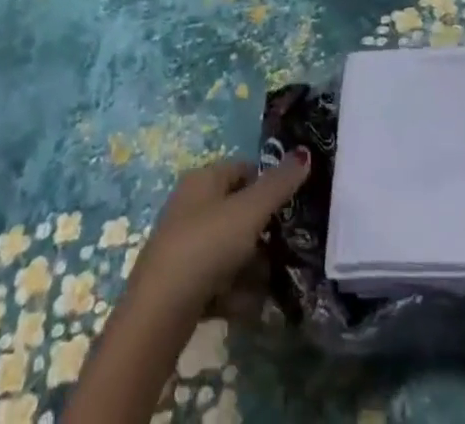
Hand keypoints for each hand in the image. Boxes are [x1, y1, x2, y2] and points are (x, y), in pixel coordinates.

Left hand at [128, 152, 311, 311]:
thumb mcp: (249, 211)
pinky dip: (235, 293)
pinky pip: (219, 282)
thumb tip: (305, 153)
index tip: (291, 206)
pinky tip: (247, 307)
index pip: (242, 169)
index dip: (267, 183)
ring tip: (269, 286)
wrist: (159, 311)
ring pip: (231, 251)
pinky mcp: (183, 284)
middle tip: (285, 250)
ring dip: (252, 269)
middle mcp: (192, 207)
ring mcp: (186, 247)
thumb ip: (279, 185)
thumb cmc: (206, 245)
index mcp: (203, 180)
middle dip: (262, 234)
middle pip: (238, 213)